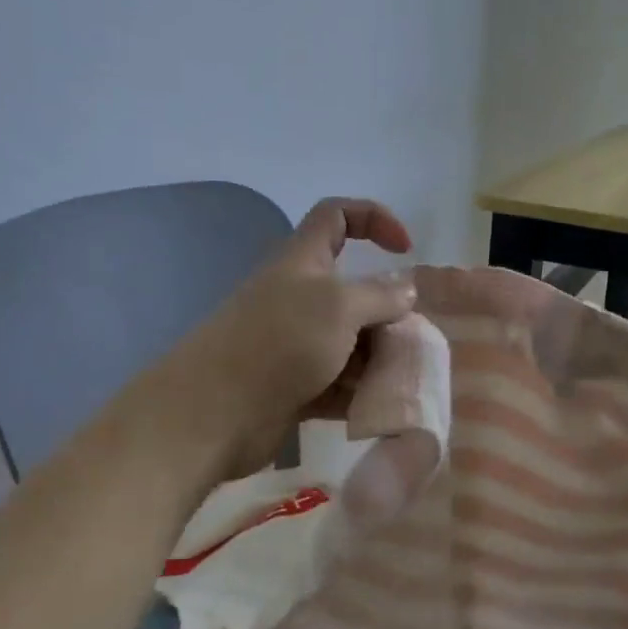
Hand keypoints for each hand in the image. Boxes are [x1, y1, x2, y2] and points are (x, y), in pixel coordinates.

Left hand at [159, 198, 416, 481]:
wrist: (214, 412)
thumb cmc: (279, 342)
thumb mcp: (339, 307)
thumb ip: (380, 295)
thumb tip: (406, 291)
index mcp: (303, 262)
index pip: (337, 216)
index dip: (374, 219)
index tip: (406, 249)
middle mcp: (299, 297)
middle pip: (354, 291)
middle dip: (388, 312)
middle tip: (413, 339)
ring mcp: (295, 344)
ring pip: (350, 342)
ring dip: (379, 358)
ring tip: (402, 380)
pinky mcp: (294, 385)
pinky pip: (338, 383)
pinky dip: (359, 393)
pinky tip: (380, 407)